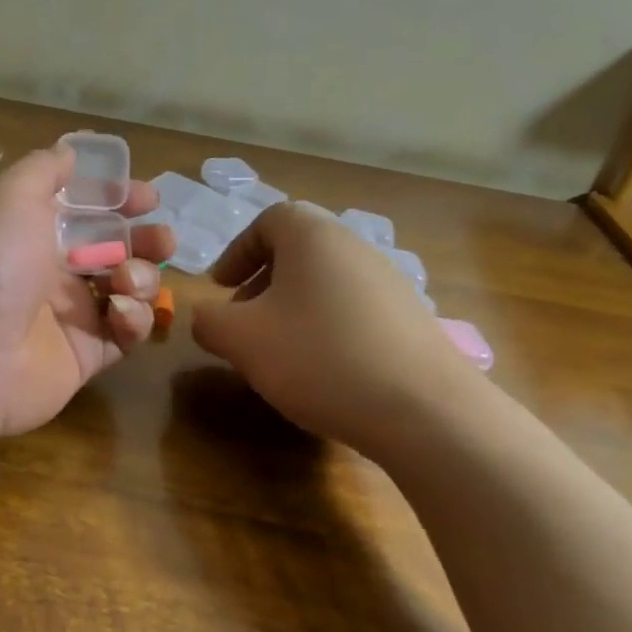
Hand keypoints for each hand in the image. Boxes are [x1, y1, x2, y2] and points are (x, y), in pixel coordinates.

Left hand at [0, 143, 172, 443]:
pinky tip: (118, 312)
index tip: (147, 198)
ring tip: (126, 278)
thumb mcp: (9, 194)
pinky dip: (133, 319)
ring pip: (127, 289)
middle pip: (115, 248)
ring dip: (141, 277)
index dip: (119, 200)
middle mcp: (51, 269)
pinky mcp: (86, 355)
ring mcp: (70, 314)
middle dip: (145, 240)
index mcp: (32, 229)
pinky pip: (126, 334)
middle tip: (160, 241)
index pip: (86, 209)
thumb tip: (70, 150)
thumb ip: (44, 168)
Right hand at [190, 204, 485, 453]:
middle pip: (298, 252)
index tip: (219, 288)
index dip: (237, 251)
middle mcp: (356, 248)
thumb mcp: (242, 340)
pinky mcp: (412, 321)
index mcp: (313, 237)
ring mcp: (391, 284)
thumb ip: (209, 321)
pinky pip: (354, 312)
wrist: (425, 411)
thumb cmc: (319, 358)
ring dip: (292, 310)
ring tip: (278, 353)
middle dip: (261, 284)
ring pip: (325, 284)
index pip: (269, 220)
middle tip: (243, 323)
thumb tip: (206, 318)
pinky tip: (322, 373)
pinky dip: (326, 330)